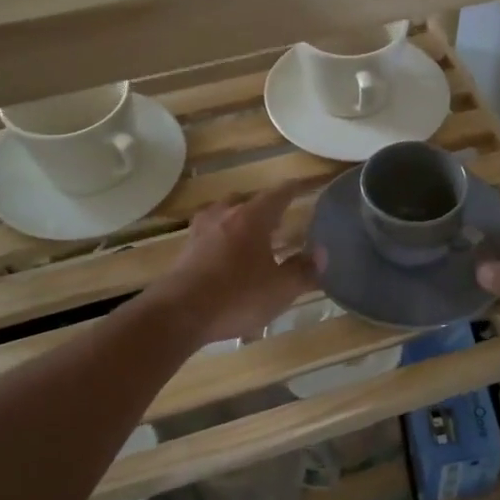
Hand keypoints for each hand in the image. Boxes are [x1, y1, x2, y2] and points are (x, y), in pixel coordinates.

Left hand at [154, 184, 316, 344]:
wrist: (178, 314)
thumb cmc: (237, 296)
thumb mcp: (280, 289)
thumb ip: (303, 271)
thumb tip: (321, 254)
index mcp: (252, 218)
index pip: (278, 194)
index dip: (293, 189)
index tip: (303, 185)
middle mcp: (225, 215)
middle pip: (247, 201)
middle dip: (264, 208)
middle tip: (279, 220)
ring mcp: (201, 231)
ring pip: (224, 215)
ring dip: (239, 221)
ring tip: (252, 236)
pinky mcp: (185, 250)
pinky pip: (210, 234)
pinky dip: (222, 238)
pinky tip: (227, 256)